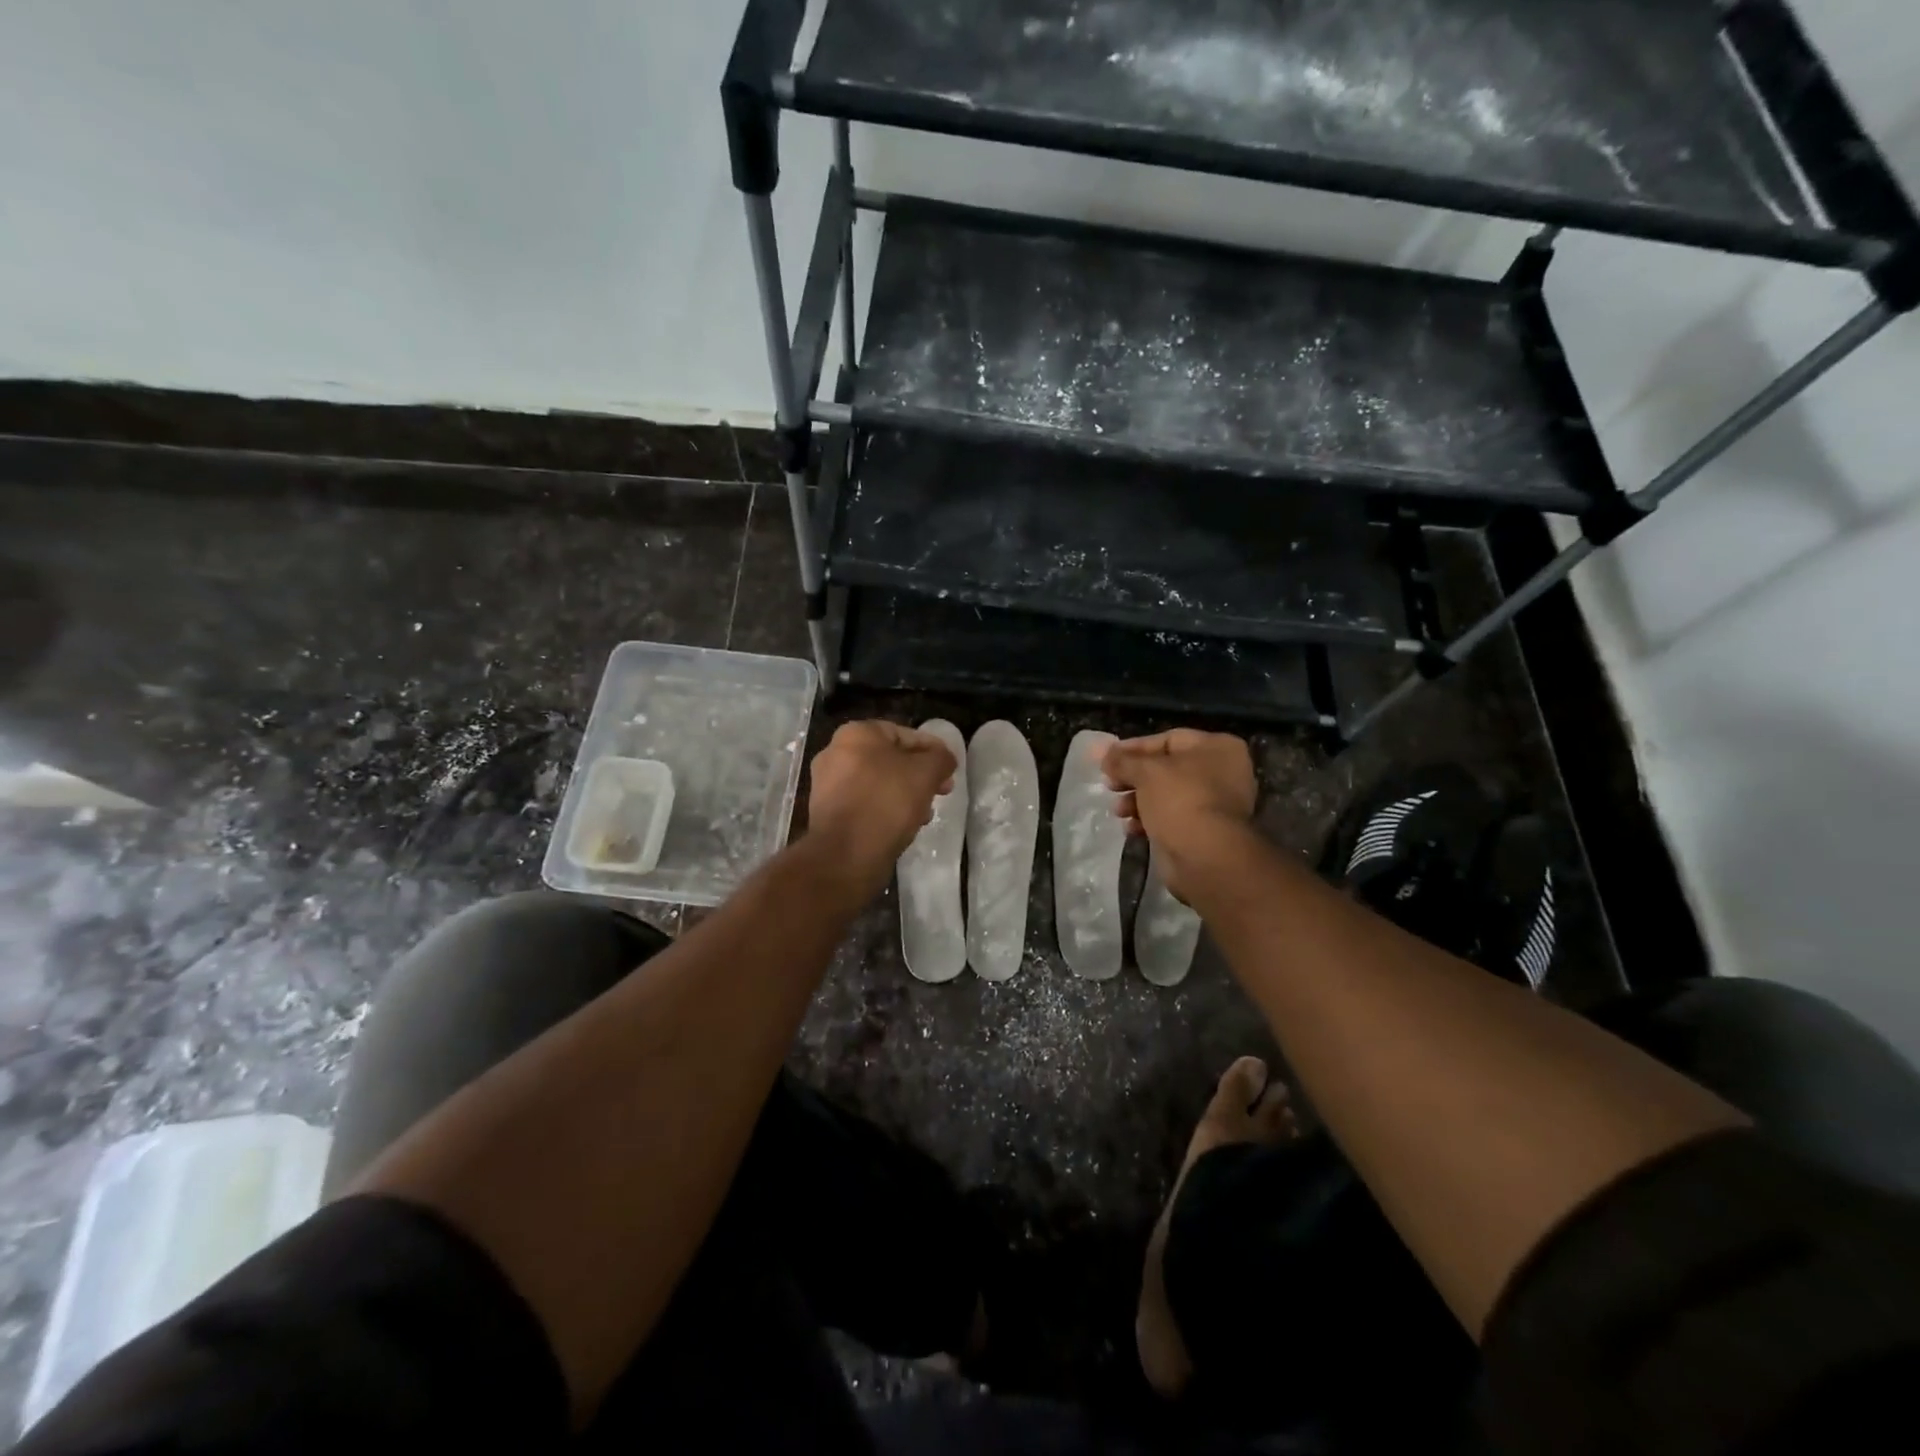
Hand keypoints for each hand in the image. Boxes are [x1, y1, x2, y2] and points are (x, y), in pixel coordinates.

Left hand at [806, 721, 957, 885]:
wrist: (845, 854)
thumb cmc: (886, 802)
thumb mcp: (925, 773)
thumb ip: (940, 759)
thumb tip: (944, 759)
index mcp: (856, 734)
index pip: (904, 734)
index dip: (933, 749)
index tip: (950, 768)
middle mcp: (836, 753)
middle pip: (890, 759)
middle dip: (919, 775)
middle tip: (941, 791)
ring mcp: (828, 785)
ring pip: (879, 783)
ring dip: (905, 794)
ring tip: (925, 813)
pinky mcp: (828, 813)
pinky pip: (866, 804)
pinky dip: (885, 810)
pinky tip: (904, 826)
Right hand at [1100, 729, 1255, 902]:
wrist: (1206, 857)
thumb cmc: (1180, 800)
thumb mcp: (1146, 772)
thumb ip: (1122, 760)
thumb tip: (1099, 750)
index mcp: (1217, 747)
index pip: (1168, 739)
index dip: (1133, 748)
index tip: (1107, 759)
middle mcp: (1222, 772)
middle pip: (1166, 768)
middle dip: (1133, 777)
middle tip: (1110, 785)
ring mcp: (1216, 803)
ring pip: (1166, 794)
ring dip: (1137, 800)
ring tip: (1118, 811)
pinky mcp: (1205, 831)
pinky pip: (1172, 817)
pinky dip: (1150, 820)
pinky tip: (1131, 828)